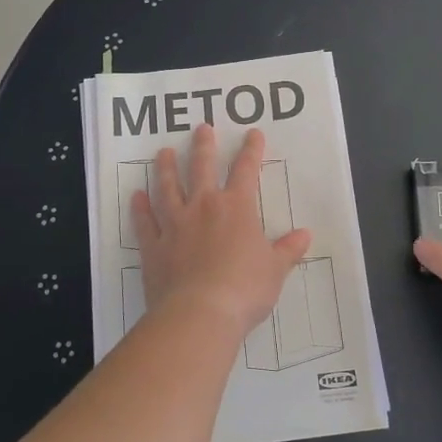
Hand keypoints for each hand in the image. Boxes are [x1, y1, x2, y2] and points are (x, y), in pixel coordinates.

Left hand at [133, 125, 312, 338]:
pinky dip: (140, 208)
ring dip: (165, 169)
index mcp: (236, 208)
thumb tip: (305, 235)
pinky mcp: (154, 247)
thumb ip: (288, 250)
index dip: (251, 151)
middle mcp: (203, 207)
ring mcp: (175, 225)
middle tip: (201, 128)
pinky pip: (145, 222)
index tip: (252, 134)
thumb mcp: (275, 270)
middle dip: (203, 147)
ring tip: (163, 152)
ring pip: (167, 188)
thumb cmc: (245, 289)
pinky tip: (137, 196)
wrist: (200, 313)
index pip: (246, 171)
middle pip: (201, 168)